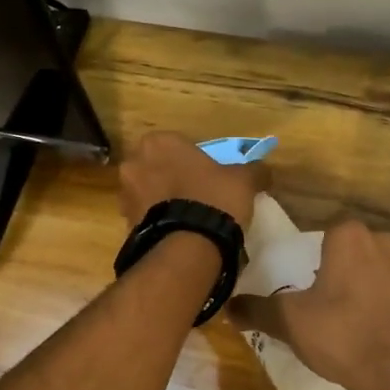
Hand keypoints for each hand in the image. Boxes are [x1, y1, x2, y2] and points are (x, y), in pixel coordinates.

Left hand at [116, 130, 263, 230]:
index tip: (208, 174)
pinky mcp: (125, 223)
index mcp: (160, 142)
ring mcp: (125, 194)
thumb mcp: (243, 180)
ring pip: (148, 191)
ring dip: (162, 200)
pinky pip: (146, 216)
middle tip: (197, 194)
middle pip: (157, 166)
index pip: (178, 144)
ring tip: (188, 217)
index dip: (193, 159)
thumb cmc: (214, 199)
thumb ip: (253, 170)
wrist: (188, 247)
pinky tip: (178, 232)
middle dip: (172, 177)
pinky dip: (158, 221)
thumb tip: (264, 171)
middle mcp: (135, 162)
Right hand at [229, 219, 389, 389]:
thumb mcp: (290, 322)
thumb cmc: (343, 333)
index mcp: (350, 236)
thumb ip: (258, 310)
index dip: (307, 257)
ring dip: (356, 290)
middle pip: (348, 252)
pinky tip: (363, 334)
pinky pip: (389, 295)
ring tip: (336, 322)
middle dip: (332, 273)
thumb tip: (228, 307)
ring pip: (371, 273)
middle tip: (313, 302)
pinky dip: (376, 308)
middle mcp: (383, 241)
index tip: (296, 282)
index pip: (322, 233)